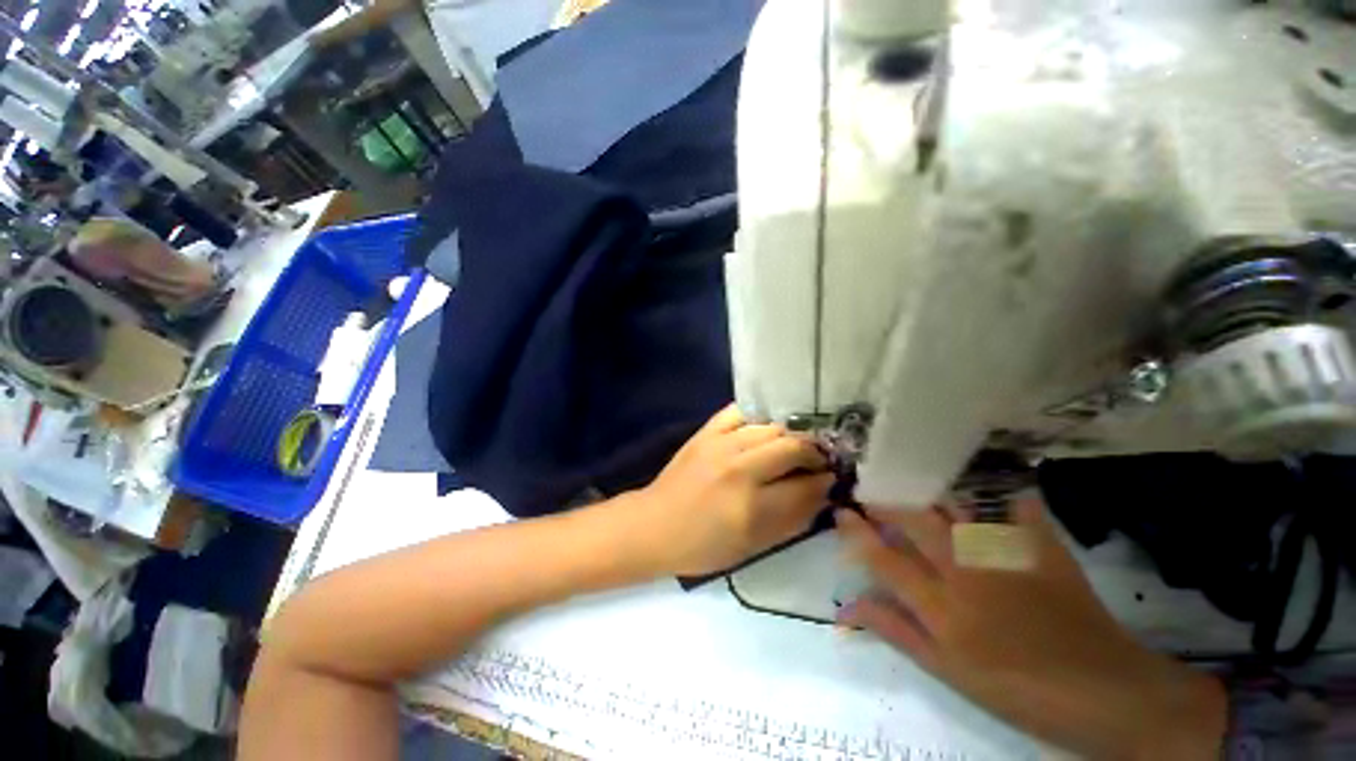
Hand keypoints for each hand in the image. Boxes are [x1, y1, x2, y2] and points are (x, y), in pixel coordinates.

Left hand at [627, 404, 833, 576]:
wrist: (655, 524)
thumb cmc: (703, 545)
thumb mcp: (752, 546)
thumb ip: (791, 519)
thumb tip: (821, 492)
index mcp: (750, 506)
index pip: (803, 485)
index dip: (824, 481)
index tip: (832, 478)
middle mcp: (738, 468)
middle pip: (790, 447)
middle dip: (812, 453)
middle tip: (817, 460)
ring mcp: (720, 444)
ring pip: (770, 427)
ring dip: (789, 434)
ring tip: (795, 444)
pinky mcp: (705, 432)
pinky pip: (738, 412)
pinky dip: (757, 416)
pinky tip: (765, 426)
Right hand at [836, 499, 1226, 759]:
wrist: (1106, 694)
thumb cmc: (1017, 691)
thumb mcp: (948, 672)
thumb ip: (897, 632)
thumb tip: (847, 607)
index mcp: (942, 608)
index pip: (884, 560)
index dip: (856, 533)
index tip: (841, 511)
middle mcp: (967, 573)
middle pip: (915, 523)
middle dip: (887, 503)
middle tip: (872, 491)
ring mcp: (1006, 557)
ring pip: (957, 510)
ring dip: (930, 494)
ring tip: (912, 483)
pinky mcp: (1043, 550)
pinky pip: (1021, 510)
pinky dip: (1009, 497)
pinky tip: (1000, 489)